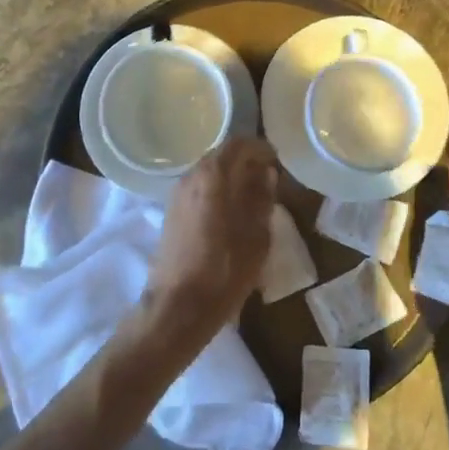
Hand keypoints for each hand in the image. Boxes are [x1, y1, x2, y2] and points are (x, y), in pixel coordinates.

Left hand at [143, 137, 276, 348]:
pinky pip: (199, 188)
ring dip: (231, 176)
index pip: (238, 144)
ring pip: (209, 172)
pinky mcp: (171, 211)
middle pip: (221, 155)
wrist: (179, 305)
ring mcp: (177, 193)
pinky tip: (232, 211)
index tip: (277, 160)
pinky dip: (218, 190)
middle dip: (246, 162)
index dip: (260, 148)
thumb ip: (262, 199)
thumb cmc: (224, 270)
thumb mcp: (256, 236)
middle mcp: (191, 176)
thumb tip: (266, 174)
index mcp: (212, 175)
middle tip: (269, 178)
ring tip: (254, 197)